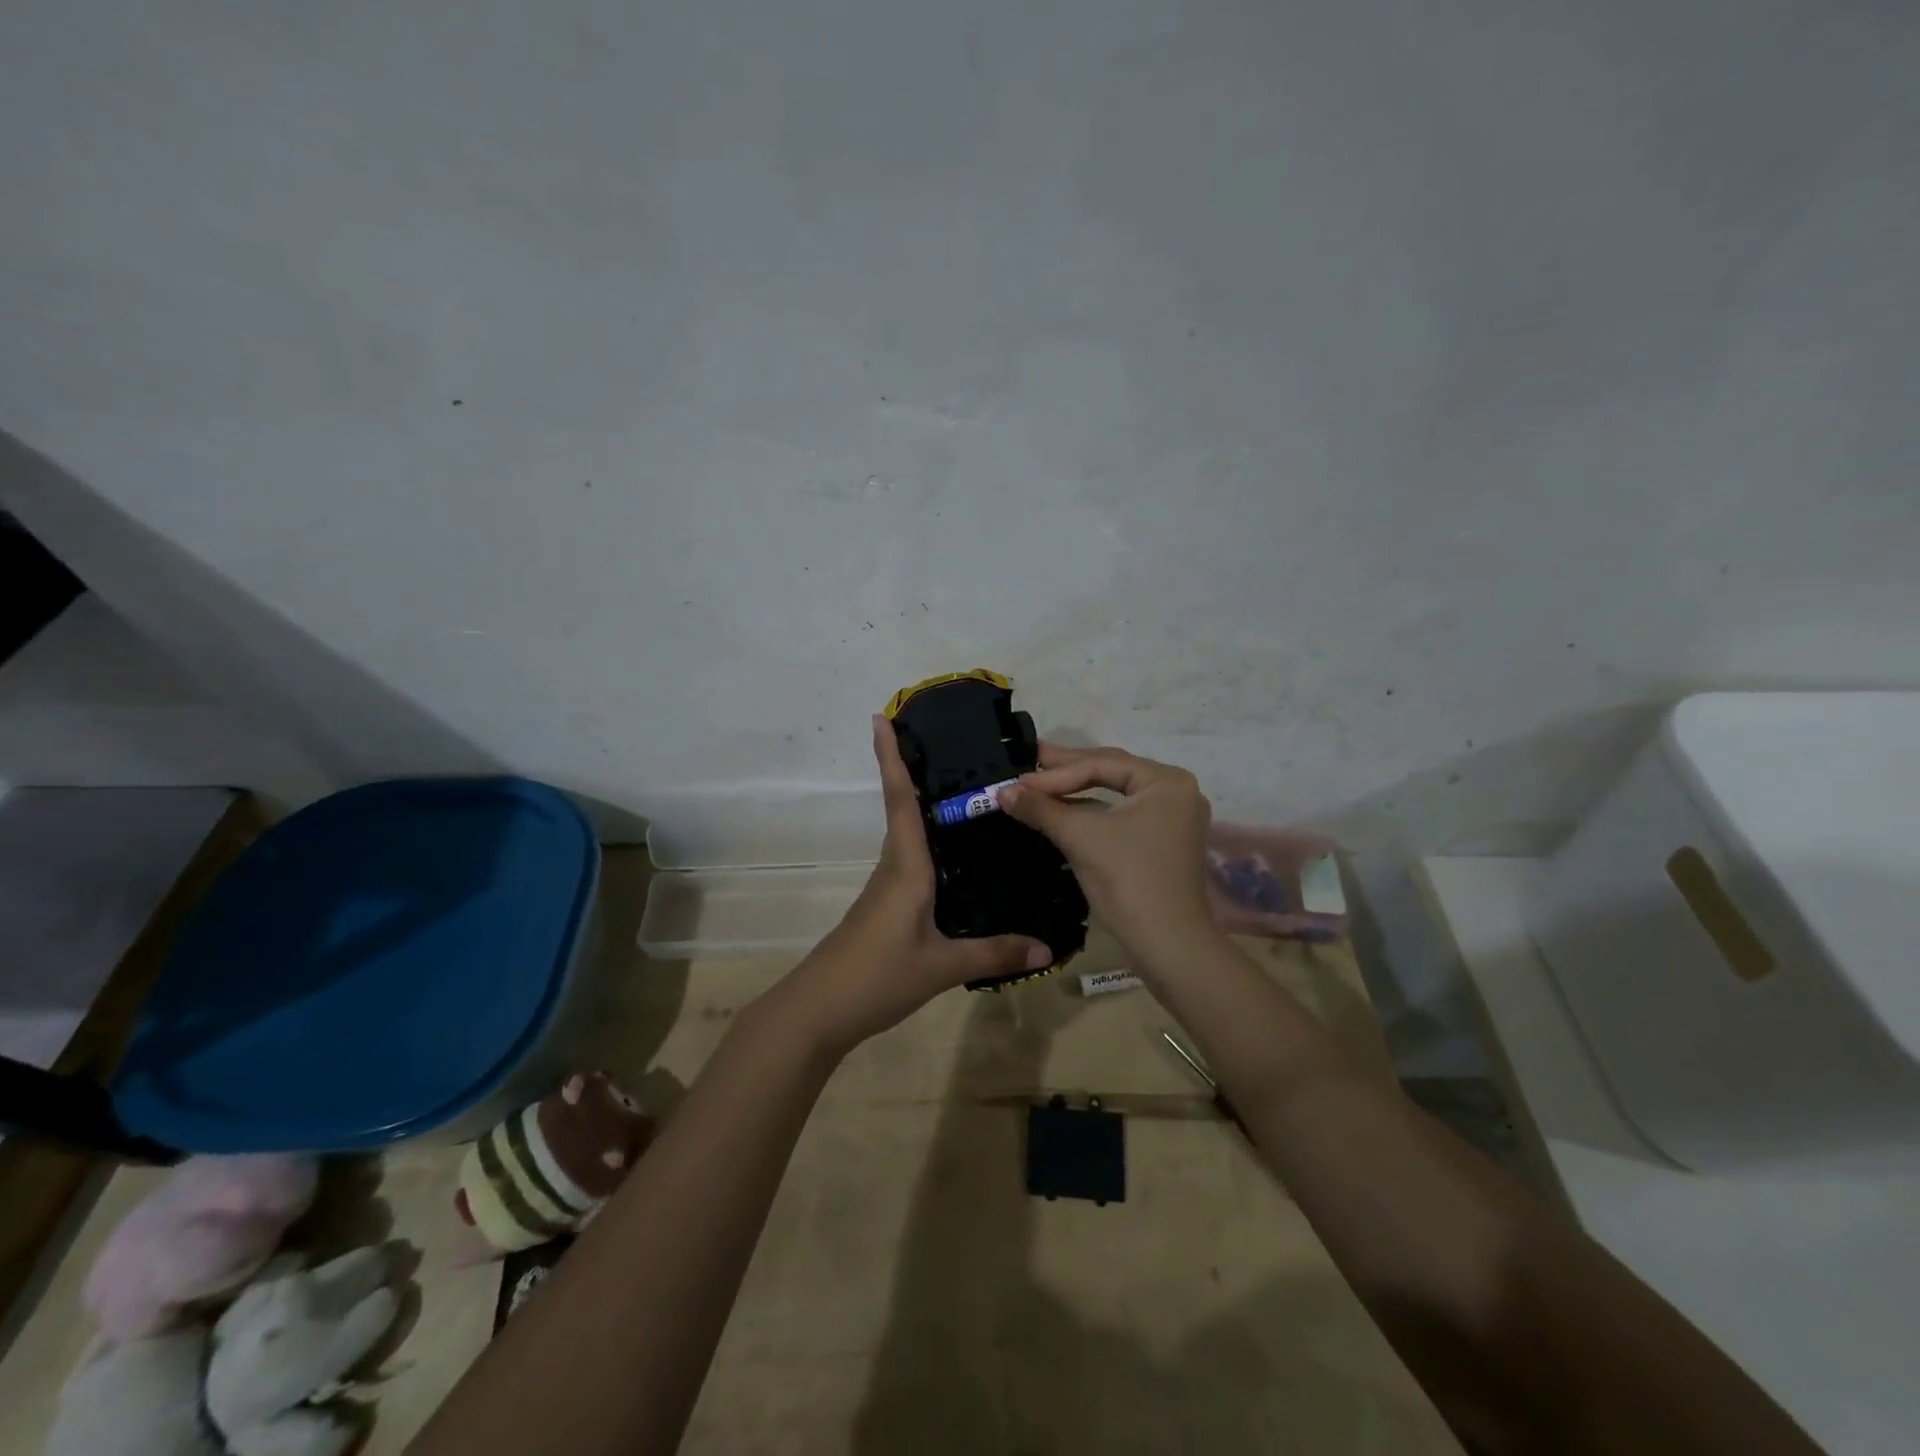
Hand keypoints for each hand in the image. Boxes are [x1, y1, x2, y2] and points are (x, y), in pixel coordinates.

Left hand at [783, 716, 1051, 1053]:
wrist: (819, 1011)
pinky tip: (954, 854)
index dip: (891, 757)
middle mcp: (895, 866)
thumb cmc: (877, 976)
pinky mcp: (888, 906)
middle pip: (902, 807)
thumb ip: (995, 953)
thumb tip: (1048, 948)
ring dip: (920, 803)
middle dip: (912, 769)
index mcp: (906, 866)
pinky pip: (912, 860)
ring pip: (908, 834)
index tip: (881, 717)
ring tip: (963, 788)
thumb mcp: (941, 966)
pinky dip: (928, 842)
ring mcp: (887, 887)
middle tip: (947, 741)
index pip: (900, 799)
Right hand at [1000, 743, 1216, 964]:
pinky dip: (1090, 812)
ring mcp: (1171, 819)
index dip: (1055, 772)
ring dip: (1075, 791)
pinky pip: (1120, 816)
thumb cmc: (1128, 880)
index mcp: (1165, 781)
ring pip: (1114, 795)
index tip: (1018, 780)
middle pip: (1111, 772)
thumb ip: (1041, 808)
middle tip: (1030, 759)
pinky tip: (1062, 810)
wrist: (1167, 944)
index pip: (1101, 764)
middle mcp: (1175, 792)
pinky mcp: (1162, 843)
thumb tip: (1002, 791)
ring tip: (1039, 782)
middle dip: (1067, 771)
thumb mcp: (1080, 837)